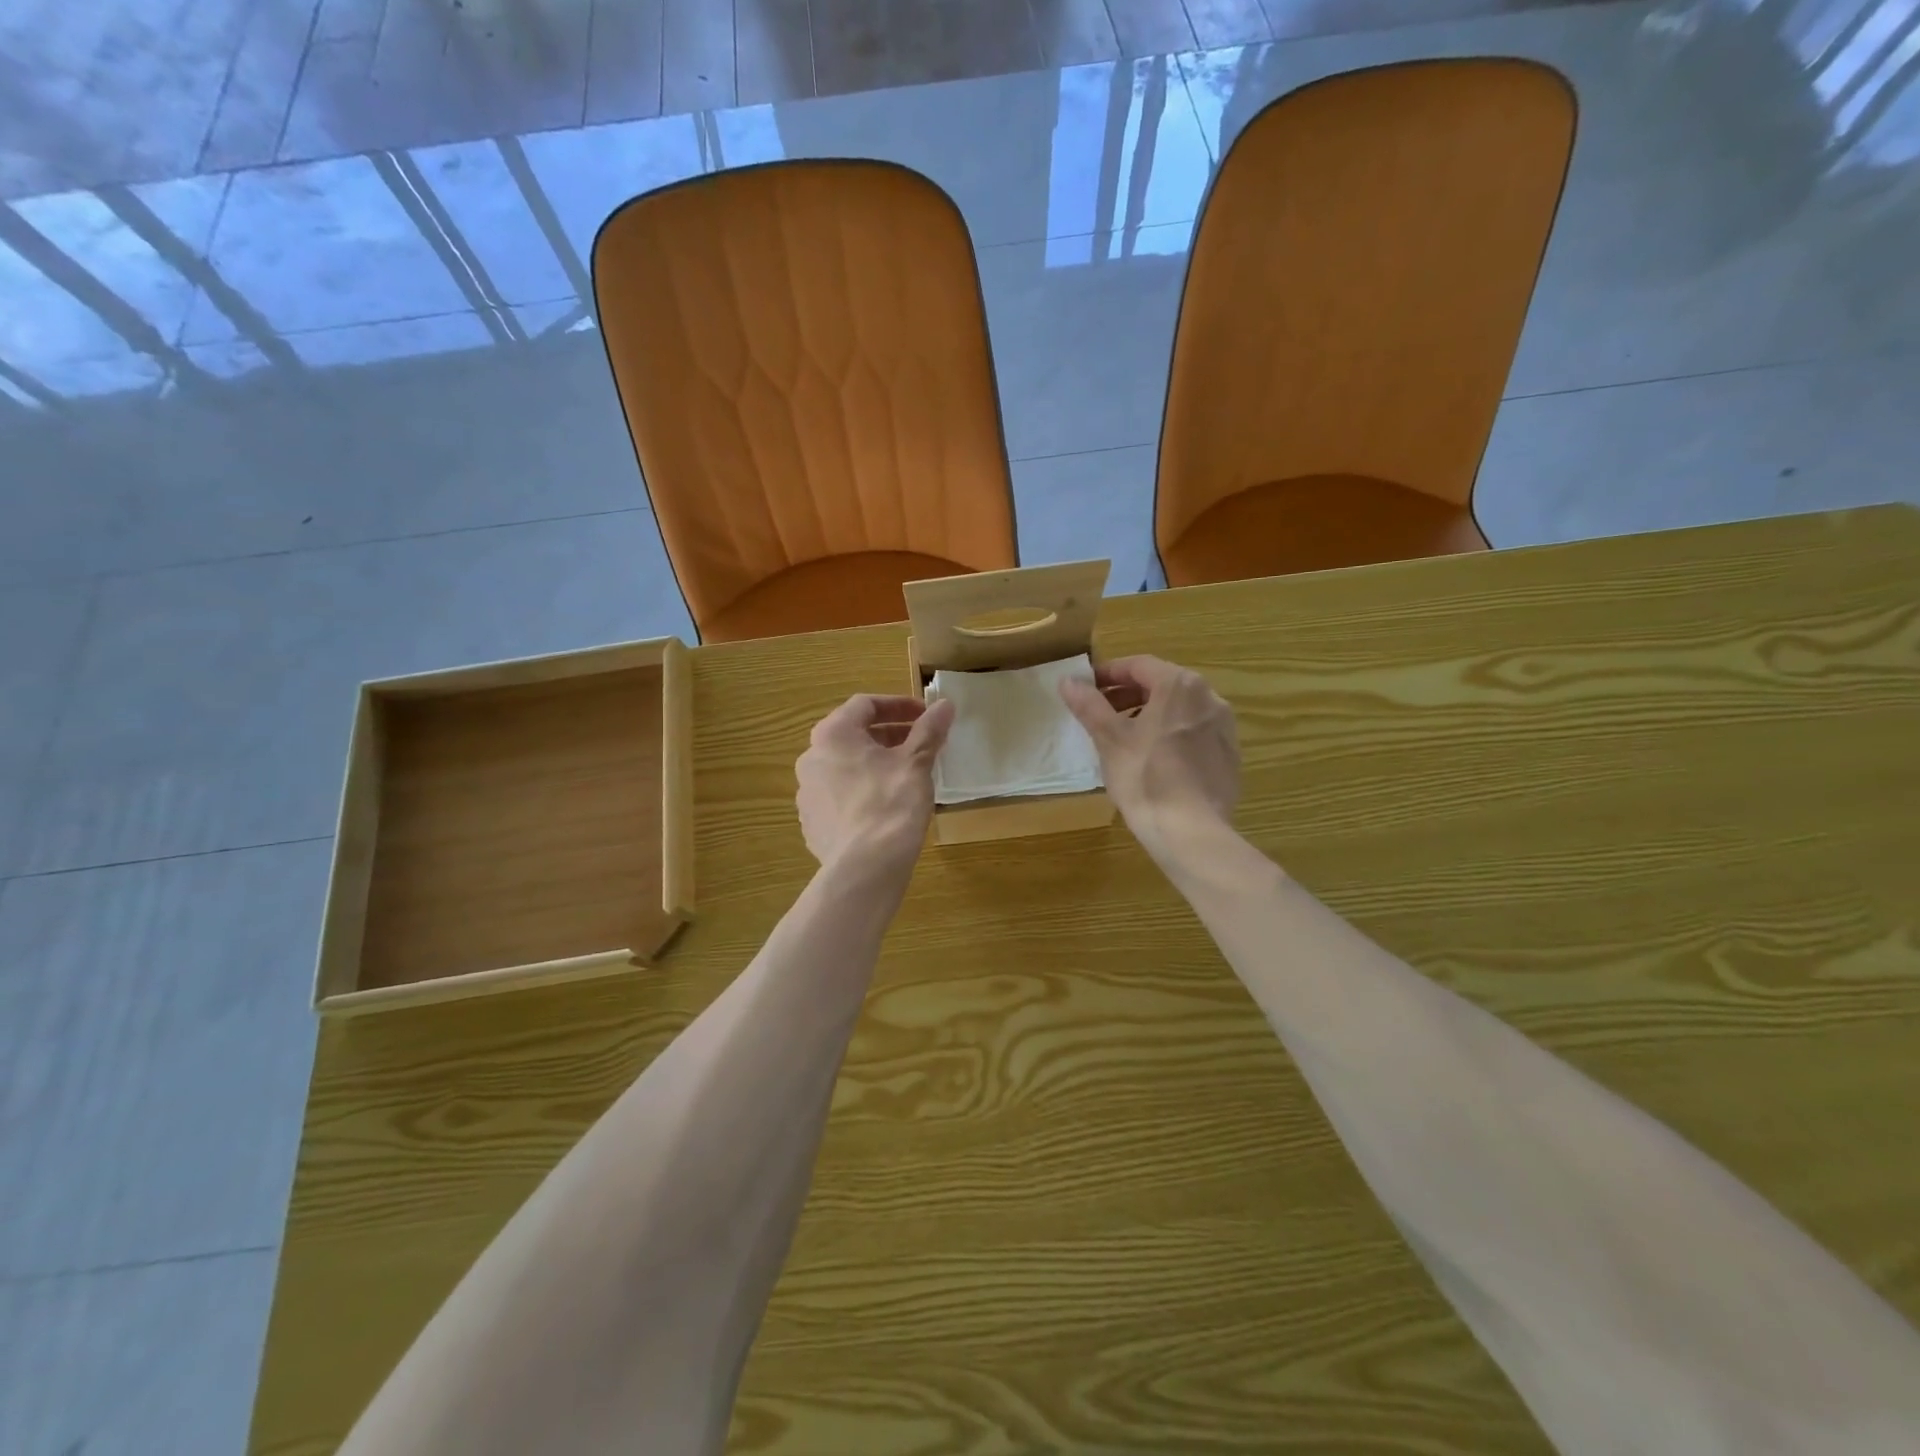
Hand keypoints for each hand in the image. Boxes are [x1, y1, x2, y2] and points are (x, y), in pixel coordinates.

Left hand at [796, 694, 955, 878]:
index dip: (899, 705)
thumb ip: (929, 730)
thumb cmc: (891, 804)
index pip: (865, 704)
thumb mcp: (916, 762)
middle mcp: (811, 758)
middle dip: (889, 736)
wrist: (865, 867)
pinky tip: (885, 807)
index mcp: (833, 735)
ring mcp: (806, 793)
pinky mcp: (812, 823)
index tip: (926, 716)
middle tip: (920, 745)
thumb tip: (945, 704)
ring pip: (845, 767)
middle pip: (853, 736)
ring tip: (906, 776)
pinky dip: (862, 791)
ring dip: (874, 764)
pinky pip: (839, 796)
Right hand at [1059, 656, 1239, 866]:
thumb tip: (1068, 680)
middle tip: (1101, 713)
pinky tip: (1154, 760)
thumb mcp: (1109, 738)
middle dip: (1128, 695)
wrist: (1190, 830)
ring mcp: (1224, 727)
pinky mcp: (1229, 755)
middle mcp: (1209, 697)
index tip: (1087, 688)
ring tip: (1124, 737)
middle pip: (1162, 685)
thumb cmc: (1145, 777)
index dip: (1109, 674)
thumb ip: (1089, 705)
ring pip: (1180, 709)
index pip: (1138, 665)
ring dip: (1150, 714)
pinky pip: (1195, 733)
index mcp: (1179, 685)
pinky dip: (1172, 735)